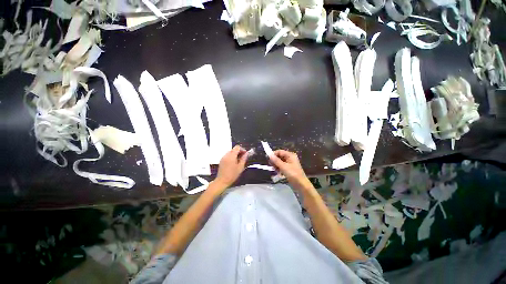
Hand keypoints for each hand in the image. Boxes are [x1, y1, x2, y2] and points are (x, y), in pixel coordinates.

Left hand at [215, 145, 247, 187]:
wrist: (222, 181)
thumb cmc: (231, 175)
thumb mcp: (240, 167)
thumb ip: (244, 159)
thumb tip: (246, 154)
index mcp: (231, 156)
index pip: (237, 147)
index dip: (242, 149)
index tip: (245, 154)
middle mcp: (226, 155)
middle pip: (234, 149)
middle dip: (239, 152)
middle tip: (243, 157)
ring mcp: (223, 158)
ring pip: (231, 152)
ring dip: (235, 154)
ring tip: (239, 161)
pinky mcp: (221, 160)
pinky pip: (227, 155)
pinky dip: (231, 157)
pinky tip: (234, 163)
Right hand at [269, 150, 312, 190]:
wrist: (301, 184)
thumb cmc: (293, 174)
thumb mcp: (283, 167)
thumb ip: (276, 160)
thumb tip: (269, 155)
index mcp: (290, 155)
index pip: (280, 151)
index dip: (273, 154)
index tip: (267, 158)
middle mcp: (290, 158)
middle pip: (279, 156)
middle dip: (275, 160)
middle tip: (271, 165)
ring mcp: (290, 164)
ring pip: (280, 162)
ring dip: (276, 165)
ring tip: (275, 170)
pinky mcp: (289, 169)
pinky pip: (282, 166)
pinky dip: (279, 169)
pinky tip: (278, 173)